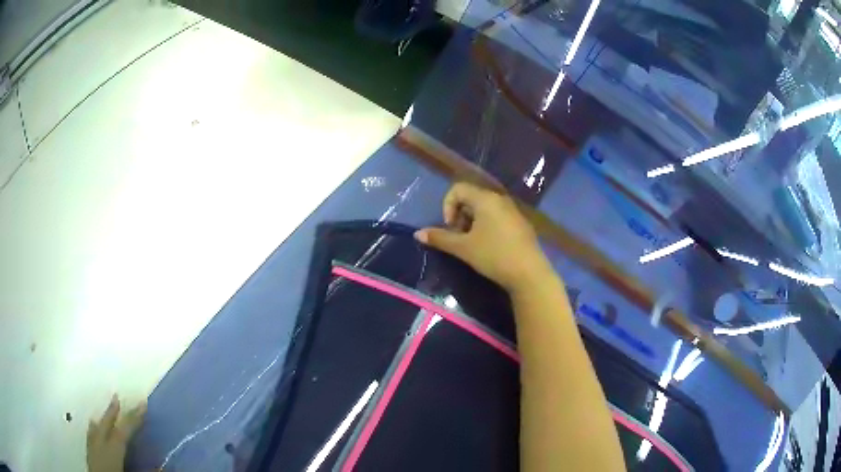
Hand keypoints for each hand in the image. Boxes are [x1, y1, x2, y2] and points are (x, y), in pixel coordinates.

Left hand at [87, 395, 146, 471]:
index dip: (133, 418)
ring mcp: (91, 452)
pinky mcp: (89, 458)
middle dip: (111, 412)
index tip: (142, 403)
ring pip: (94, 430)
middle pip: (105, 426)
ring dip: (101, 420)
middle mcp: (99, 447)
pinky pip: (90, 438)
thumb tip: (162, 465)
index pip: (123, 432)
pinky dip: (92, 431)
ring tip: (104, 412)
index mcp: (111, 452)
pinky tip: (92, 428)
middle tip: (117, 397)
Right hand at [415, 182, 551, 292]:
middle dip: (459, 216)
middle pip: (471, 198)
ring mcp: (513, 211)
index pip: (458, 189)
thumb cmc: (493, 255)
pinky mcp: (521, 223)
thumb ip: (440, 238)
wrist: (529, 273)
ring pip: (484, 209)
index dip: (447, 206)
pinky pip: (497, 217)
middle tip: (459, 238)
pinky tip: (490, 248)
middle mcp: (500, 199)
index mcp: (485, 198)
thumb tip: (417, 233)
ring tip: (473, 245)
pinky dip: (487, 227)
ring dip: (472, 223)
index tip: (450, 228)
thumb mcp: (463, 248)